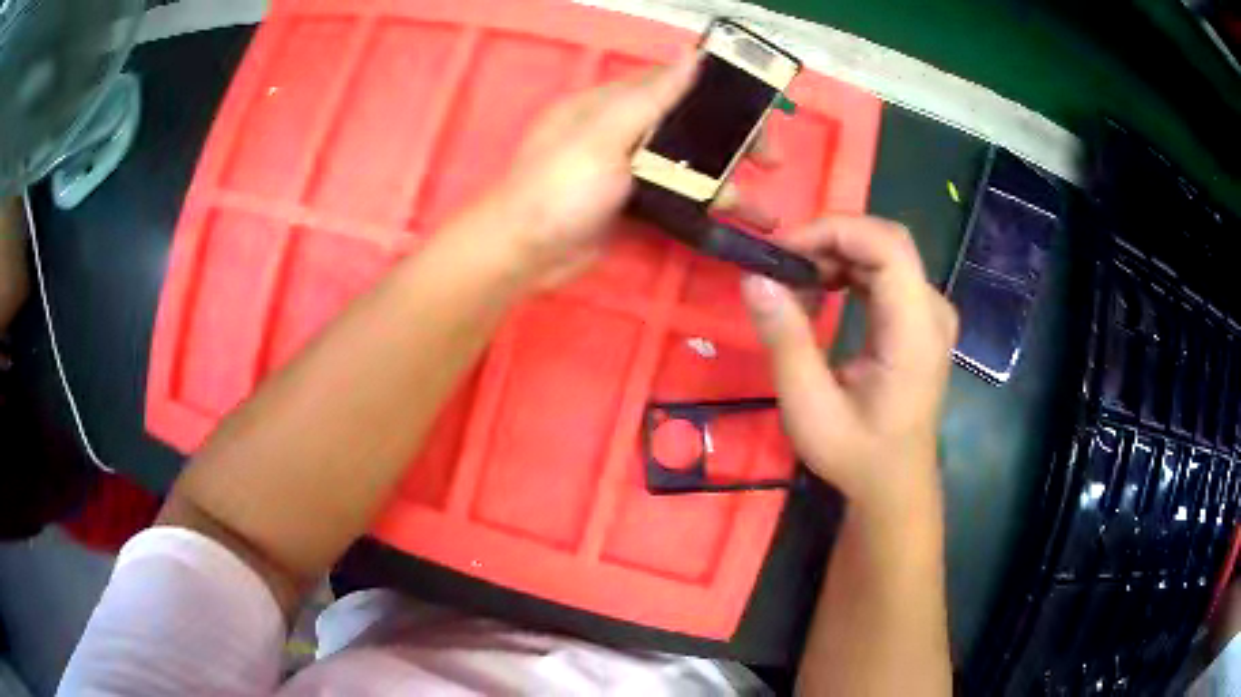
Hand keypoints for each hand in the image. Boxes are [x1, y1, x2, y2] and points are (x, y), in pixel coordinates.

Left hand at [485, 56, 778, 285]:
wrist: (522, 254)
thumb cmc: (558, 188)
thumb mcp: (603, 135)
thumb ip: (650, 97)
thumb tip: (691, 54)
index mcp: (611, 104)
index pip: (675, 85)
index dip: (719, 93)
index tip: (760, 109)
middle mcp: (622, 131)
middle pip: (689, 127)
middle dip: (733, 143)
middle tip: (771, 161)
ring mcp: (627, 171)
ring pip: (687, 167)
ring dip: (726, 184)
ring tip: (764, 213)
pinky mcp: (630, 205)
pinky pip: (675, 198)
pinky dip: (704, 207)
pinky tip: (731, 221)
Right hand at [741, 216, 956, 517]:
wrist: (894, 483)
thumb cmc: (856, 454)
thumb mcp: (810, 408)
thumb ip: (786, 341)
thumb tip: (755, 278)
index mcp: (916, 331)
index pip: (887, 246)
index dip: (834, 231)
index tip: (784, 251)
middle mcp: (932, 311)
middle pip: (886, 241)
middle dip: (830, 238)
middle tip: (783, 264)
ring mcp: (930, 313)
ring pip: (884, 252)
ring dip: (835, 254)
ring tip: (795, 281)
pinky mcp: (919, 319)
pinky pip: (885, 273)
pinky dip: (847, 271)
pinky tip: (821, 292)